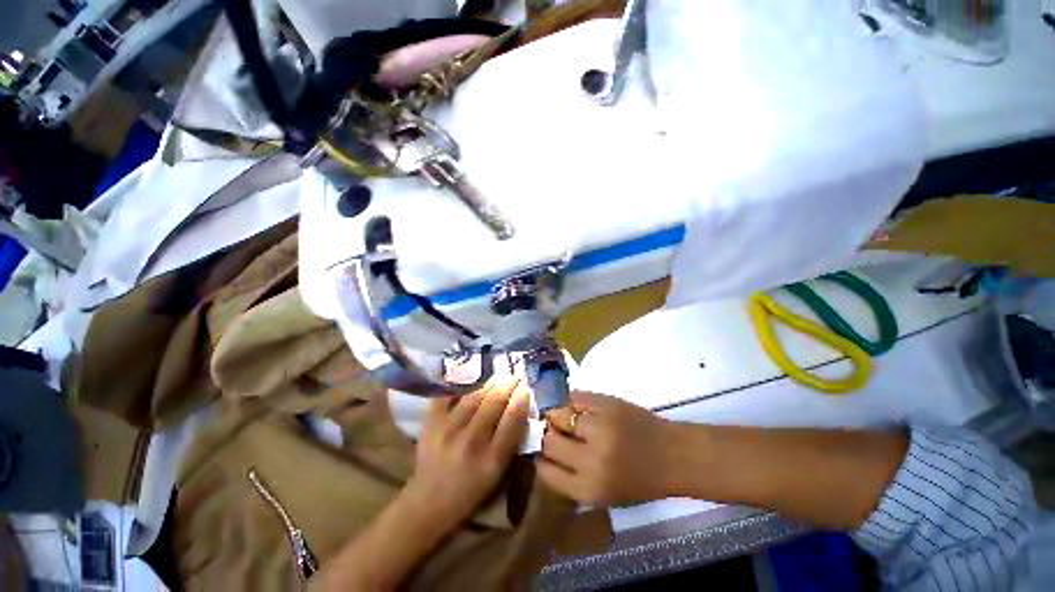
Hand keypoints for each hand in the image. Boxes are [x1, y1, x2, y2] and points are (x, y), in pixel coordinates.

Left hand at [406, 376, 529, 521]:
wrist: (428, 502)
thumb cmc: (470, 488)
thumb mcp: (498, 472)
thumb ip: (510, 440)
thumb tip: (519, 406)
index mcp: (492, 459)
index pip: (512, 419)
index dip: (521, 399)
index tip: (525, 388)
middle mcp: (471, 441)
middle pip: (494, 402)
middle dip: (507, 384)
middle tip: (514, 376)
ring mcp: (447, 430)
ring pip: (473, 396)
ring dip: (489, 383)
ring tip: (497, 377)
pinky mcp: (430, 423)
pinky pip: (447, 395)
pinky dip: (459, 385)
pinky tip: (468, 380)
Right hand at [538, 391, 677, 505]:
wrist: (674, 456)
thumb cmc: (641, 481)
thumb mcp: (605, 495)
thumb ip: (572, 478)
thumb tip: (544, 454)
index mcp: (589, 488)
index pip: (546, 469)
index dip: (539, 457)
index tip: (538, 450)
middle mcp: (590, 459)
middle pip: (549, 439)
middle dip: (545, 433)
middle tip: (548, 428)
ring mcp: (599, 427)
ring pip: (559, 413)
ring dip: (555, 413)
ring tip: (559, 413)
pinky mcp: (608, 403)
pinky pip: (575, 397)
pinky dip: (569, 399)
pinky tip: (572, 403)